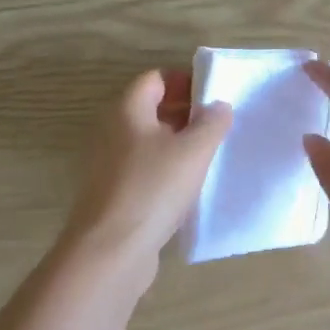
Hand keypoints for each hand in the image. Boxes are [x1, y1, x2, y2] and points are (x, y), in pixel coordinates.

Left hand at [57, 69, 232, 280]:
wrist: (110, 251)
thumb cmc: (152, 189)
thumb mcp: (193, 151)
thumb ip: (212, 123)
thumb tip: (219, 105)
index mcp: (127, 110)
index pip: (156, 79)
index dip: (186, 81)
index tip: (214, 96)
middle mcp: (113, 131)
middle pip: (152, 109)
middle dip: (186, 112)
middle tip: (219, 125)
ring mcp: (110, 164)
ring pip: (150, 141)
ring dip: (179, 143)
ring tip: (211, 155)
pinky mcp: (115, 193)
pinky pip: (145, 169)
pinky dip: (167, 170)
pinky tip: (190, 187)